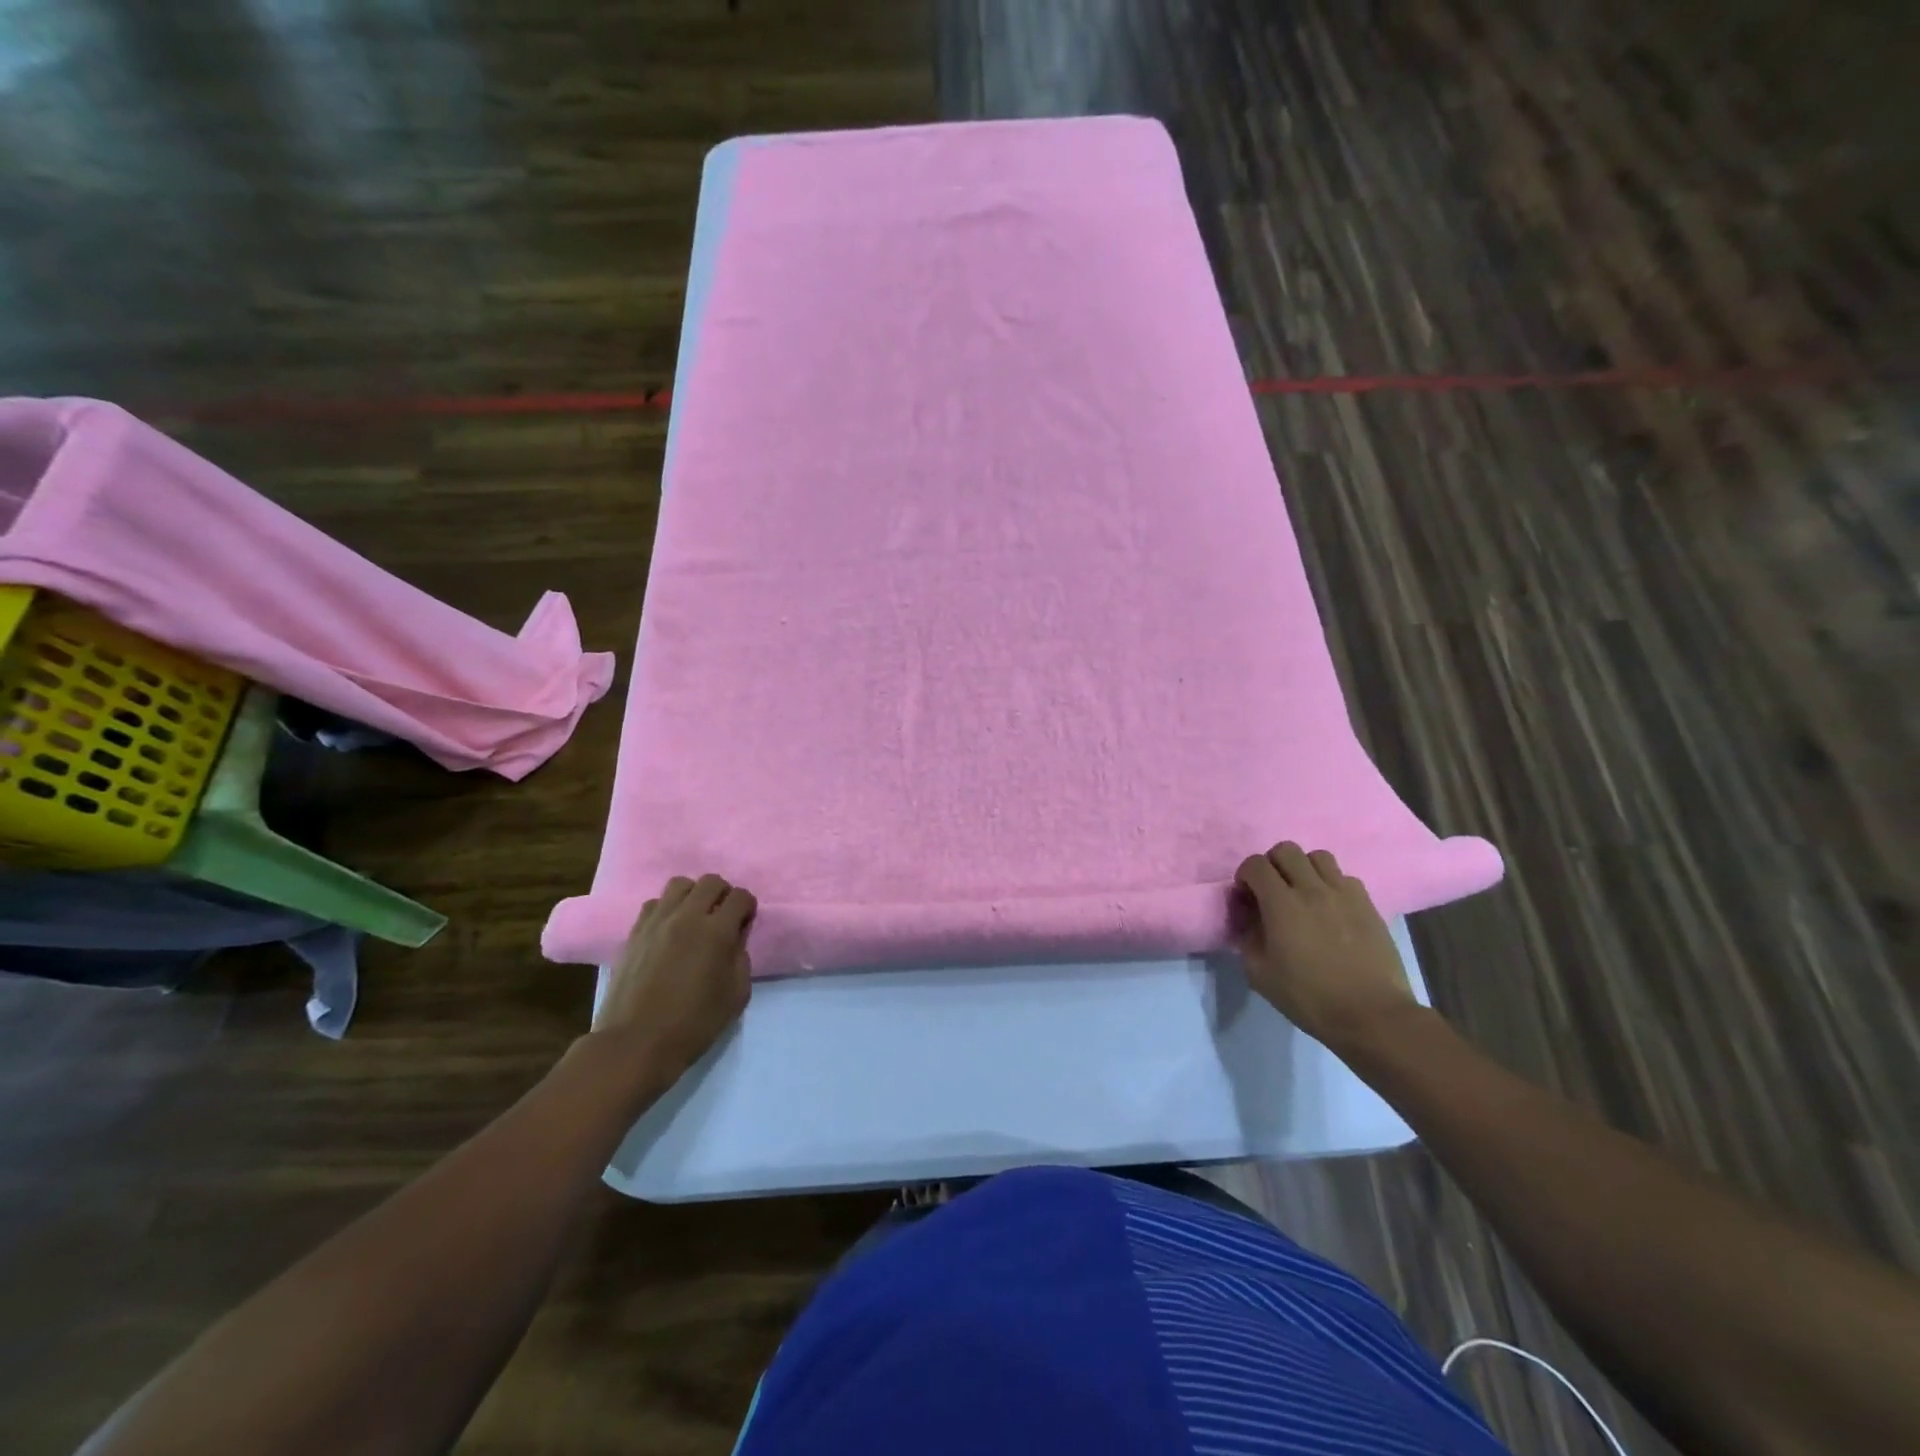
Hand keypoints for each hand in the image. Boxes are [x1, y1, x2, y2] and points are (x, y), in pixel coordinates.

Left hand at [593, 873, 756, 1086]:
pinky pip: (655, 903)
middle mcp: (687, 917)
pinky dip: (668, 909)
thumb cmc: (694, 1024)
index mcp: (716, 931)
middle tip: (723, 917)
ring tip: (694, 919)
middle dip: (723, 894)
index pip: (740, 896)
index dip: (748, 907)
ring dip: (694, 896)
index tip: (745, 923)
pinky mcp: (635, 932)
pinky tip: (669, 931)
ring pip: (680, 885)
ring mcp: (657, 922)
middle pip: (711, 882)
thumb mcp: (736, 995)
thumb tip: (735, 938)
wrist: (636, 1043)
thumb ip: (741, 958)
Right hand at [1233, 842, 1419, 1052]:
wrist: (1372, 1015)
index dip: (1245, 875)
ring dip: (1304, 869)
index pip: (1255, 864)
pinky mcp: (1368, 904)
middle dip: (1272, 864)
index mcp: (1281, 904)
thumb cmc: (1310, 997)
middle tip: (1272, 891)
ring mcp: (1344, 894)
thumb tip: (1250, 920)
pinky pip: (1345, 877)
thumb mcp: (1260, 974)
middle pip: (1286, 850)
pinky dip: (1332, 884)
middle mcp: (1312, 889)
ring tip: (1303, 893)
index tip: (1246, 897)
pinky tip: (1331, 908)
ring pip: (1318, 857)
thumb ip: (1248, 939)